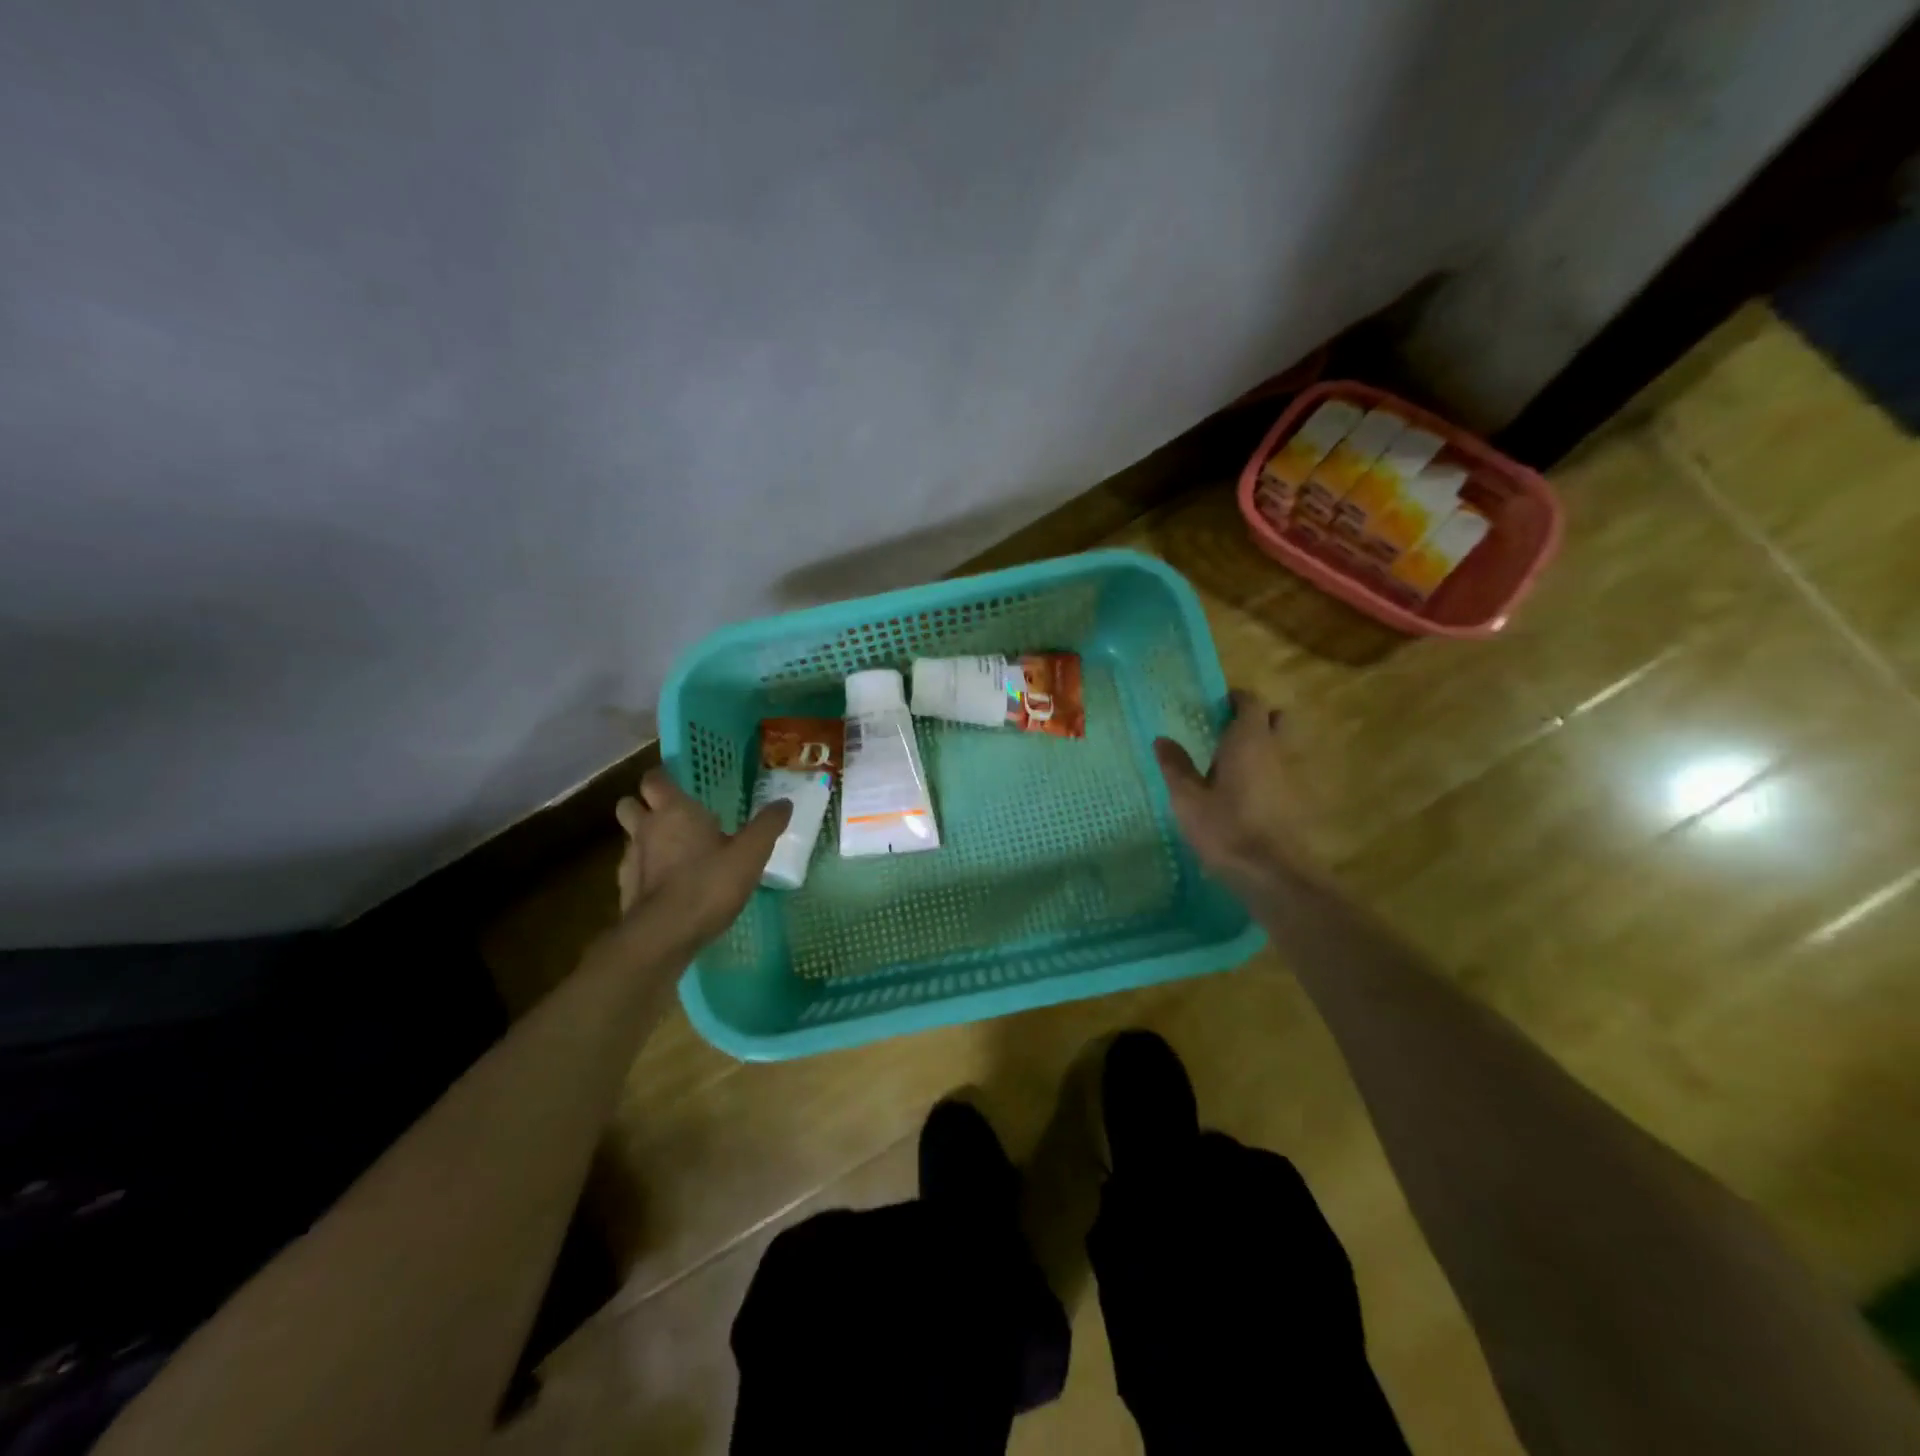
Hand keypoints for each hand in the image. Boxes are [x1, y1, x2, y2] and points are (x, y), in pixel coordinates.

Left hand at [609, 767, 791, 948]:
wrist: (664, 935)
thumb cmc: (708, 884)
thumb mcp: (751, 854)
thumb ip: (767, 826)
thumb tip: (784, 803)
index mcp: (674, 811)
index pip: (655, 779)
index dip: (664, 778)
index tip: (679, 784)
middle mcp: (646, 828)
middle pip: (629, 804)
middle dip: (643, 805)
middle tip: (670, 815)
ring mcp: (630, 859)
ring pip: (629, 837)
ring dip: (643, 838)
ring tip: (671, 850)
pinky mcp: (624, 889)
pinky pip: (632, 868)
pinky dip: (644, 870)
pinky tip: (666, 883)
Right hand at [1153, 690, 1313, 889]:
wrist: (1274, 874)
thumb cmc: (1226, 829)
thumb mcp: (1188, 799)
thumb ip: (1176, 766)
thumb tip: (1162, 739)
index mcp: (1249, 741)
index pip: (1251, 702)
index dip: (1235, 698)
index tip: (1215, 704)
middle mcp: (1276, 751)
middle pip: (1275, 720)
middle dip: (1255, 718)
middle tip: (1225, 730)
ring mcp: (1291, 777)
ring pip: (1280, 747)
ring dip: (1260, 747)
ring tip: (1228, 764)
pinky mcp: (1296, 802)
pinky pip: (1280, 773)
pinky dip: (1265, 773)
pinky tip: (1243, 794)